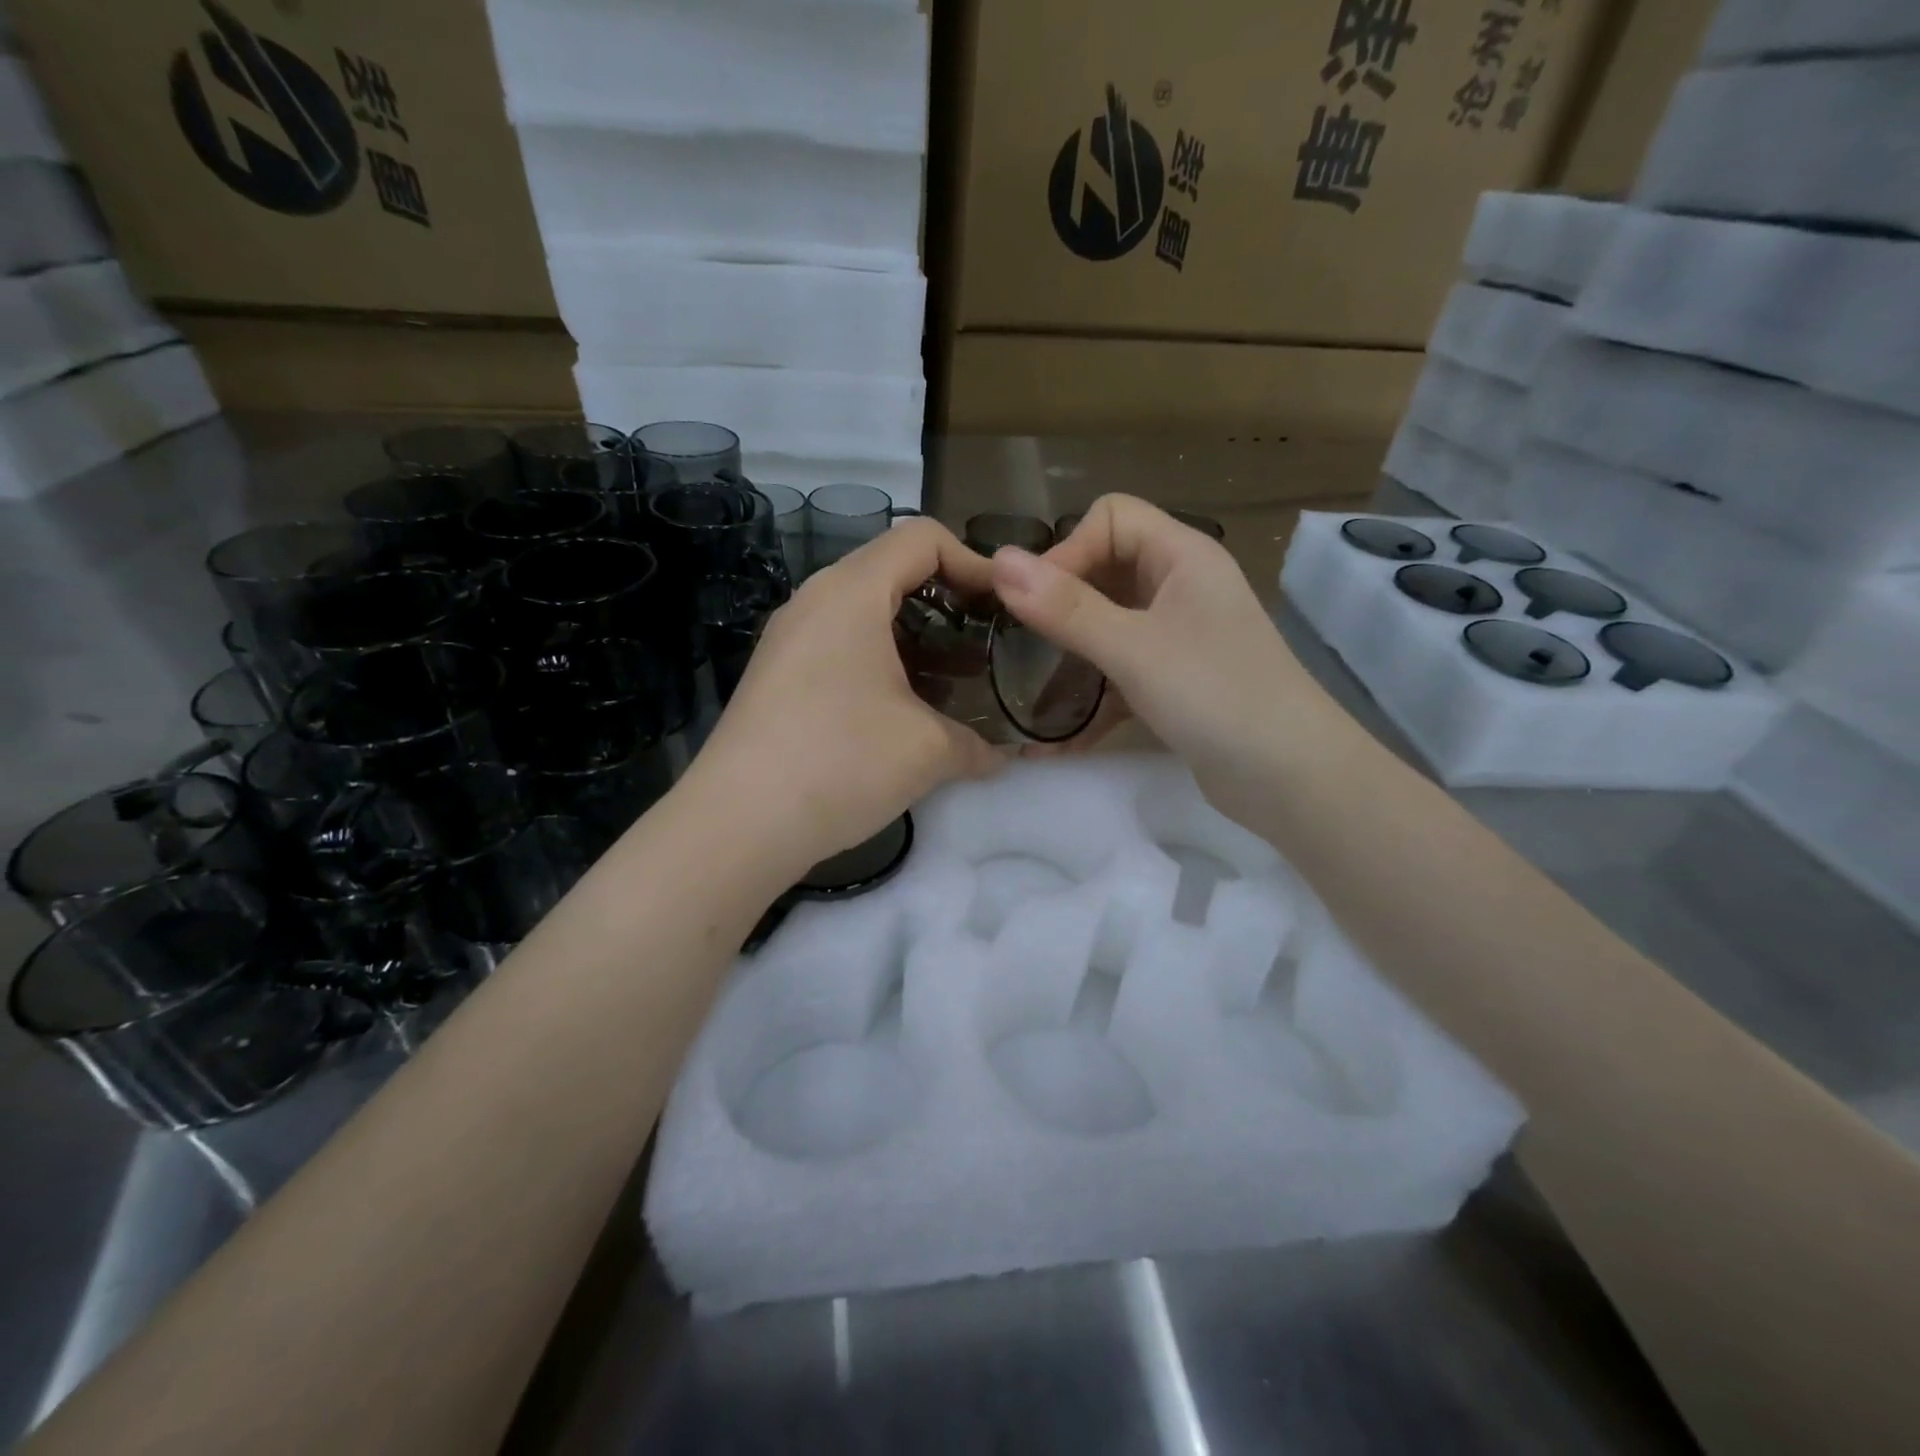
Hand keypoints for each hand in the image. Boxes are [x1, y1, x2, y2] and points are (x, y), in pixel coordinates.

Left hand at [688, 519, 1002, 875]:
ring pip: (864, 612)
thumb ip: (978, 744)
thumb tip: (1000, 756)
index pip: (921, 538)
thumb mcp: (928, 751)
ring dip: (914, 636)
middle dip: (947, 601)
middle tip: (983, 642)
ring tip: (950, 681)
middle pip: (892, 570)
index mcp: (851, 593)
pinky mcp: (776, 676)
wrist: (738, 824)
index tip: (1004, 606)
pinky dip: (880, 660)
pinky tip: (901, 709)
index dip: (974, 561)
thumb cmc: (841, 762)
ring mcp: (789, 639)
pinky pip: (839, 645)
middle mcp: (814, 601)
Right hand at [989, 494, 1331, 815]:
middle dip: (1060, 601)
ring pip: (1109, 622)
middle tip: (1021, 644)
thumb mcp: (1133, 648)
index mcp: (1183, 556)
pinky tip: (1059, 734)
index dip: (1068, 550)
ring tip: (1029, 687)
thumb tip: (1000, 561)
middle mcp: (1182, 586)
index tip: (1034, 604)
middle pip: (1106, 568)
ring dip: (1070, 651)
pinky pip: (1120, 670)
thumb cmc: (1216, 696)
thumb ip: (1066, 608)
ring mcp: (1180, 635)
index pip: (1111, 518)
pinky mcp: (1176, 681)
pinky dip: (1092, 693)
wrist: (1291, 778)